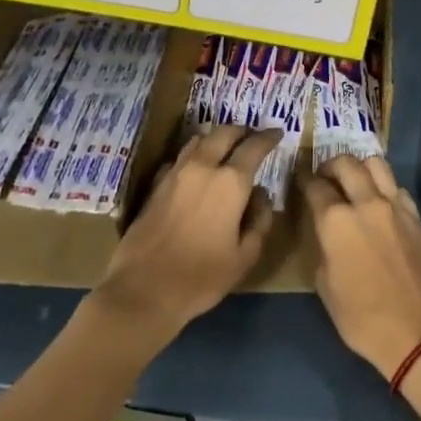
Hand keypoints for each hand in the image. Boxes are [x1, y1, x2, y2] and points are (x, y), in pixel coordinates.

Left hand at [95, 126, 280, 344]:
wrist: (143, 290)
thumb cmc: (201, 277)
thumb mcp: (245, 256)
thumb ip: (259, 220)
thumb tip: (261, 195)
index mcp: (230, 182)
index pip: (254, 146)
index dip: (268, 137)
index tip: (277, 133)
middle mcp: (203, 167)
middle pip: (224, 133)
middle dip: (241, 131)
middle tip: (252, 136)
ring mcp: (175, 173)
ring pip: (198, 140)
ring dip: (216, 138)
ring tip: (226, 147)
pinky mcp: (156, 185)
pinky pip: (179, 158)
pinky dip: (194, 155)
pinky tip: (196, 169)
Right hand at [302, 155, 420, 383]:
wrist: (418, 332)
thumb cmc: (362, 318)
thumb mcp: (325, 286)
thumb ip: (322, 247)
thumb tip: (325, 231)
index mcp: (337, 221)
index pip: (315, 185)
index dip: (303, 178)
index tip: (299, 177)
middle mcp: (366, 203)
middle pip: (346, 163)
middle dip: (330, 165)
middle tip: (324, 177)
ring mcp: (395, 206)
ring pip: (376, 164)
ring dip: (359, 166)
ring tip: (353, 180)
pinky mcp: (416, 216)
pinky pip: (396, 186)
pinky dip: (383, 186)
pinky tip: (379, 202)